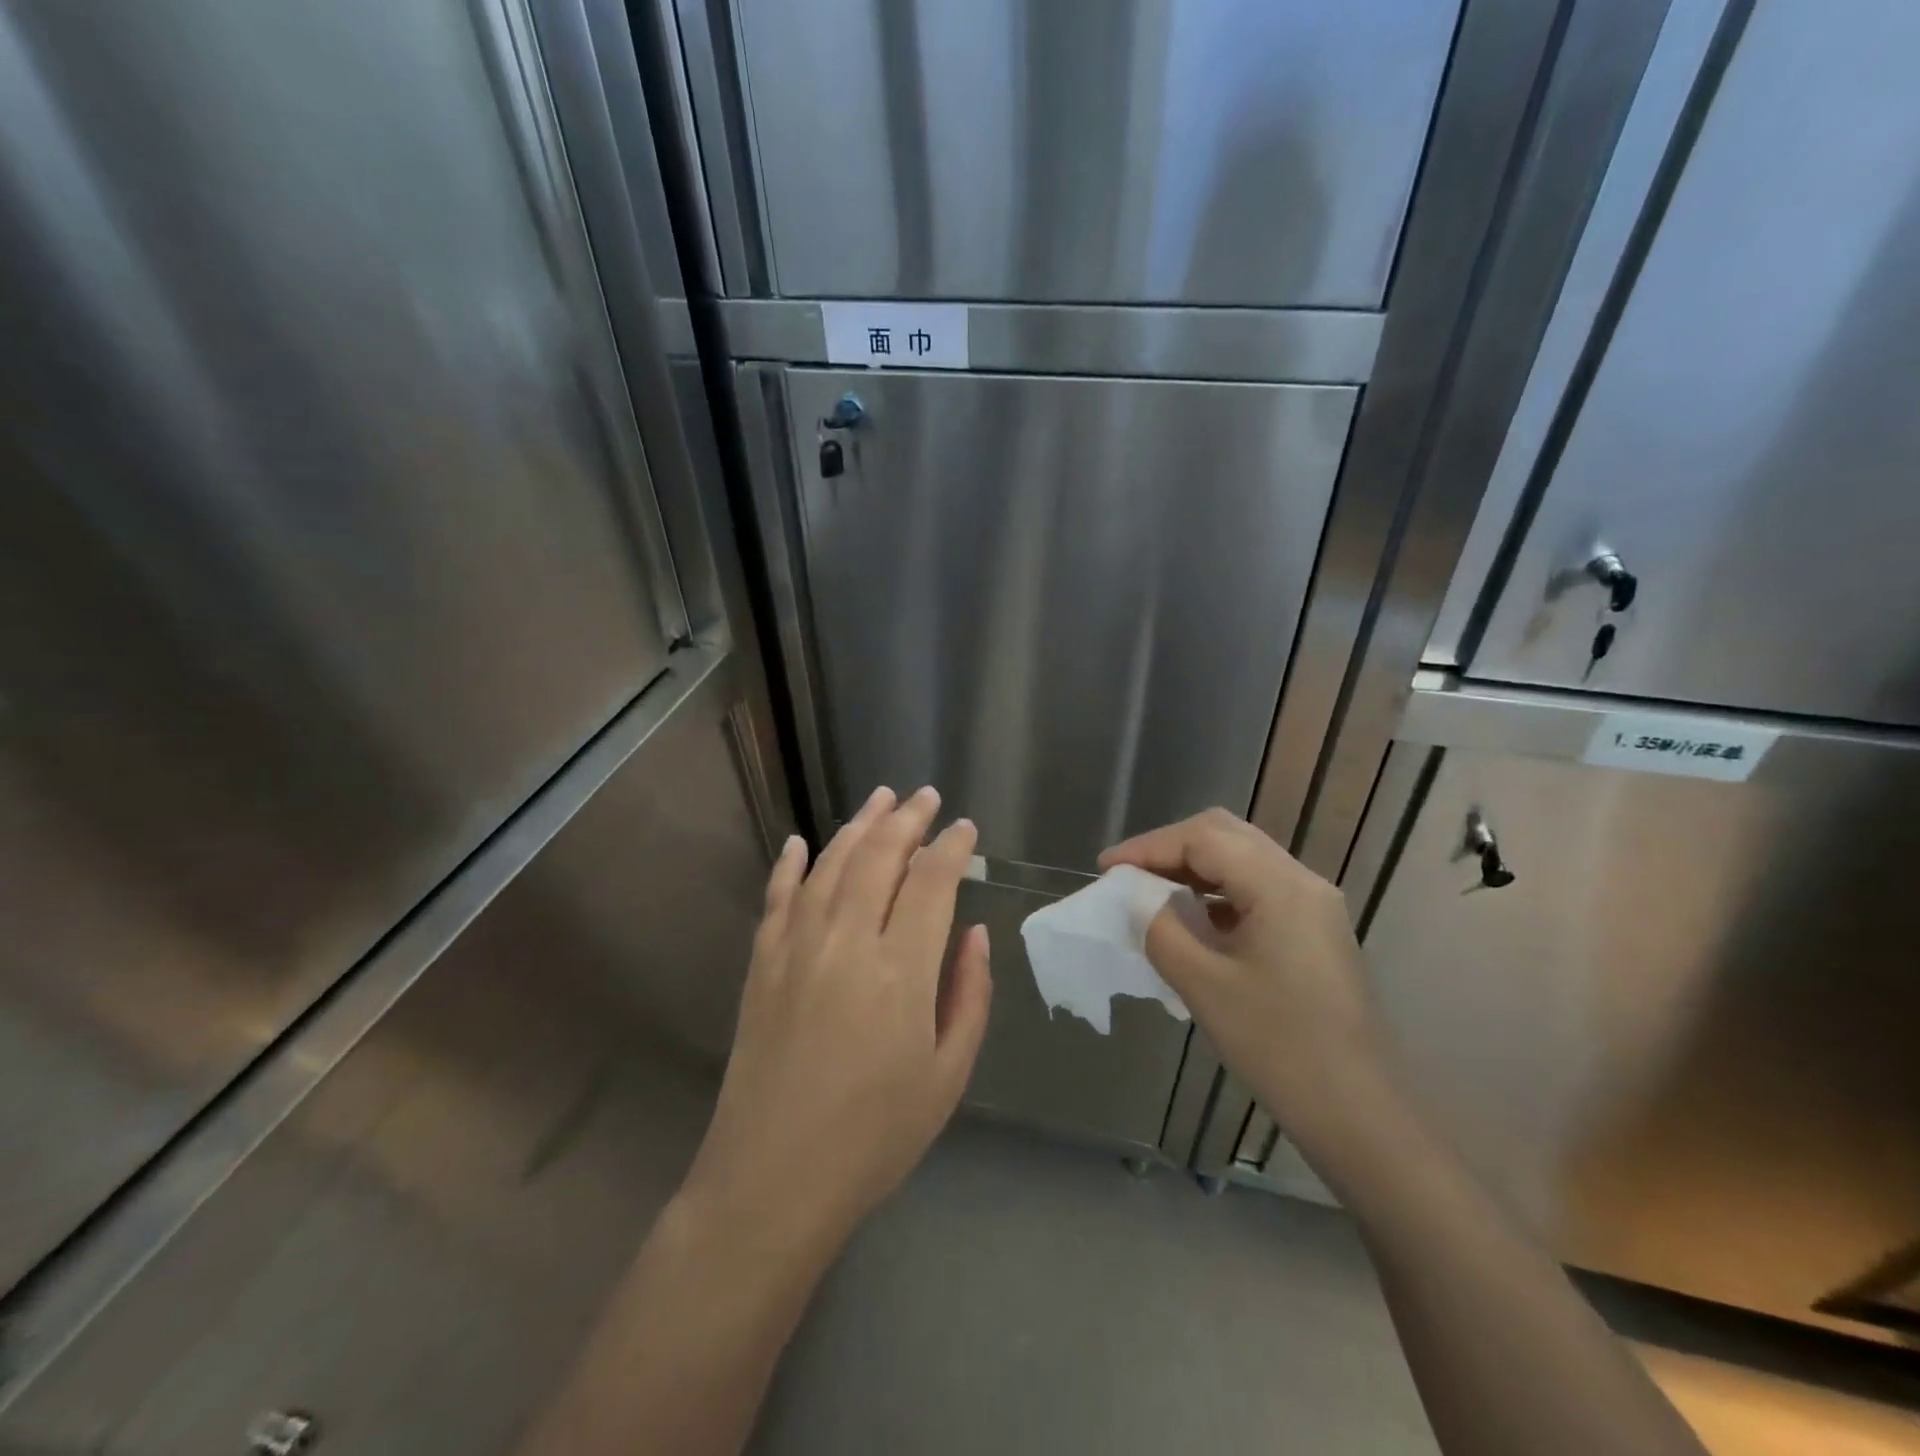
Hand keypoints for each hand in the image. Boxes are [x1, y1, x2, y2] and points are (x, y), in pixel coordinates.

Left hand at [682, 786, 992, 1256]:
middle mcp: (846, 943)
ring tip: (880, 799)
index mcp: (900, 972)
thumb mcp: (947, 1075)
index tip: (964, 829)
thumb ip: (968, 996)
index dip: (950, 847)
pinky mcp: (762, 964)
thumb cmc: (874, 1137)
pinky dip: (790, 865)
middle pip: (879, 858)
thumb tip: (975, 933)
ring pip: (830, 865)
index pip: (931, 883)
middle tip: (925, 796)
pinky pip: (777, 898)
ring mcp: (796, 948)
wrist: (771, 1180)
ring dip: (857, 827)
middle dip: (906, 820)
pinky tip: (800, 843)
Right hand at [1100, 808, 1389, 1163]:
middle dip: (1169, 849)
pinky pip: (1255, 890)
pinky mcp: (1313, 932)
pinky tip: (1190, 920)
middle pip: (1225, 836)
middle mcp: (1302, 881)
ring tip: (1148, 894)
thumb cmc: (1280, 1047)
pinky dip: (1216, 893)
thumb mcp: (1204, 985)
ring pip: (1242, 861)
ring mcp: (1312, 906)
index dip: (1148, 846)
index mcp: (1280, 885)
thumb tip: (1132, 897)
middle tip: (1126, 876)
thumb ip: (1159, 928)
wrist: (1362, 1115)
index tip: (1105, 869)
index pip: (1203, 838)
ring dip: (1192, 869)